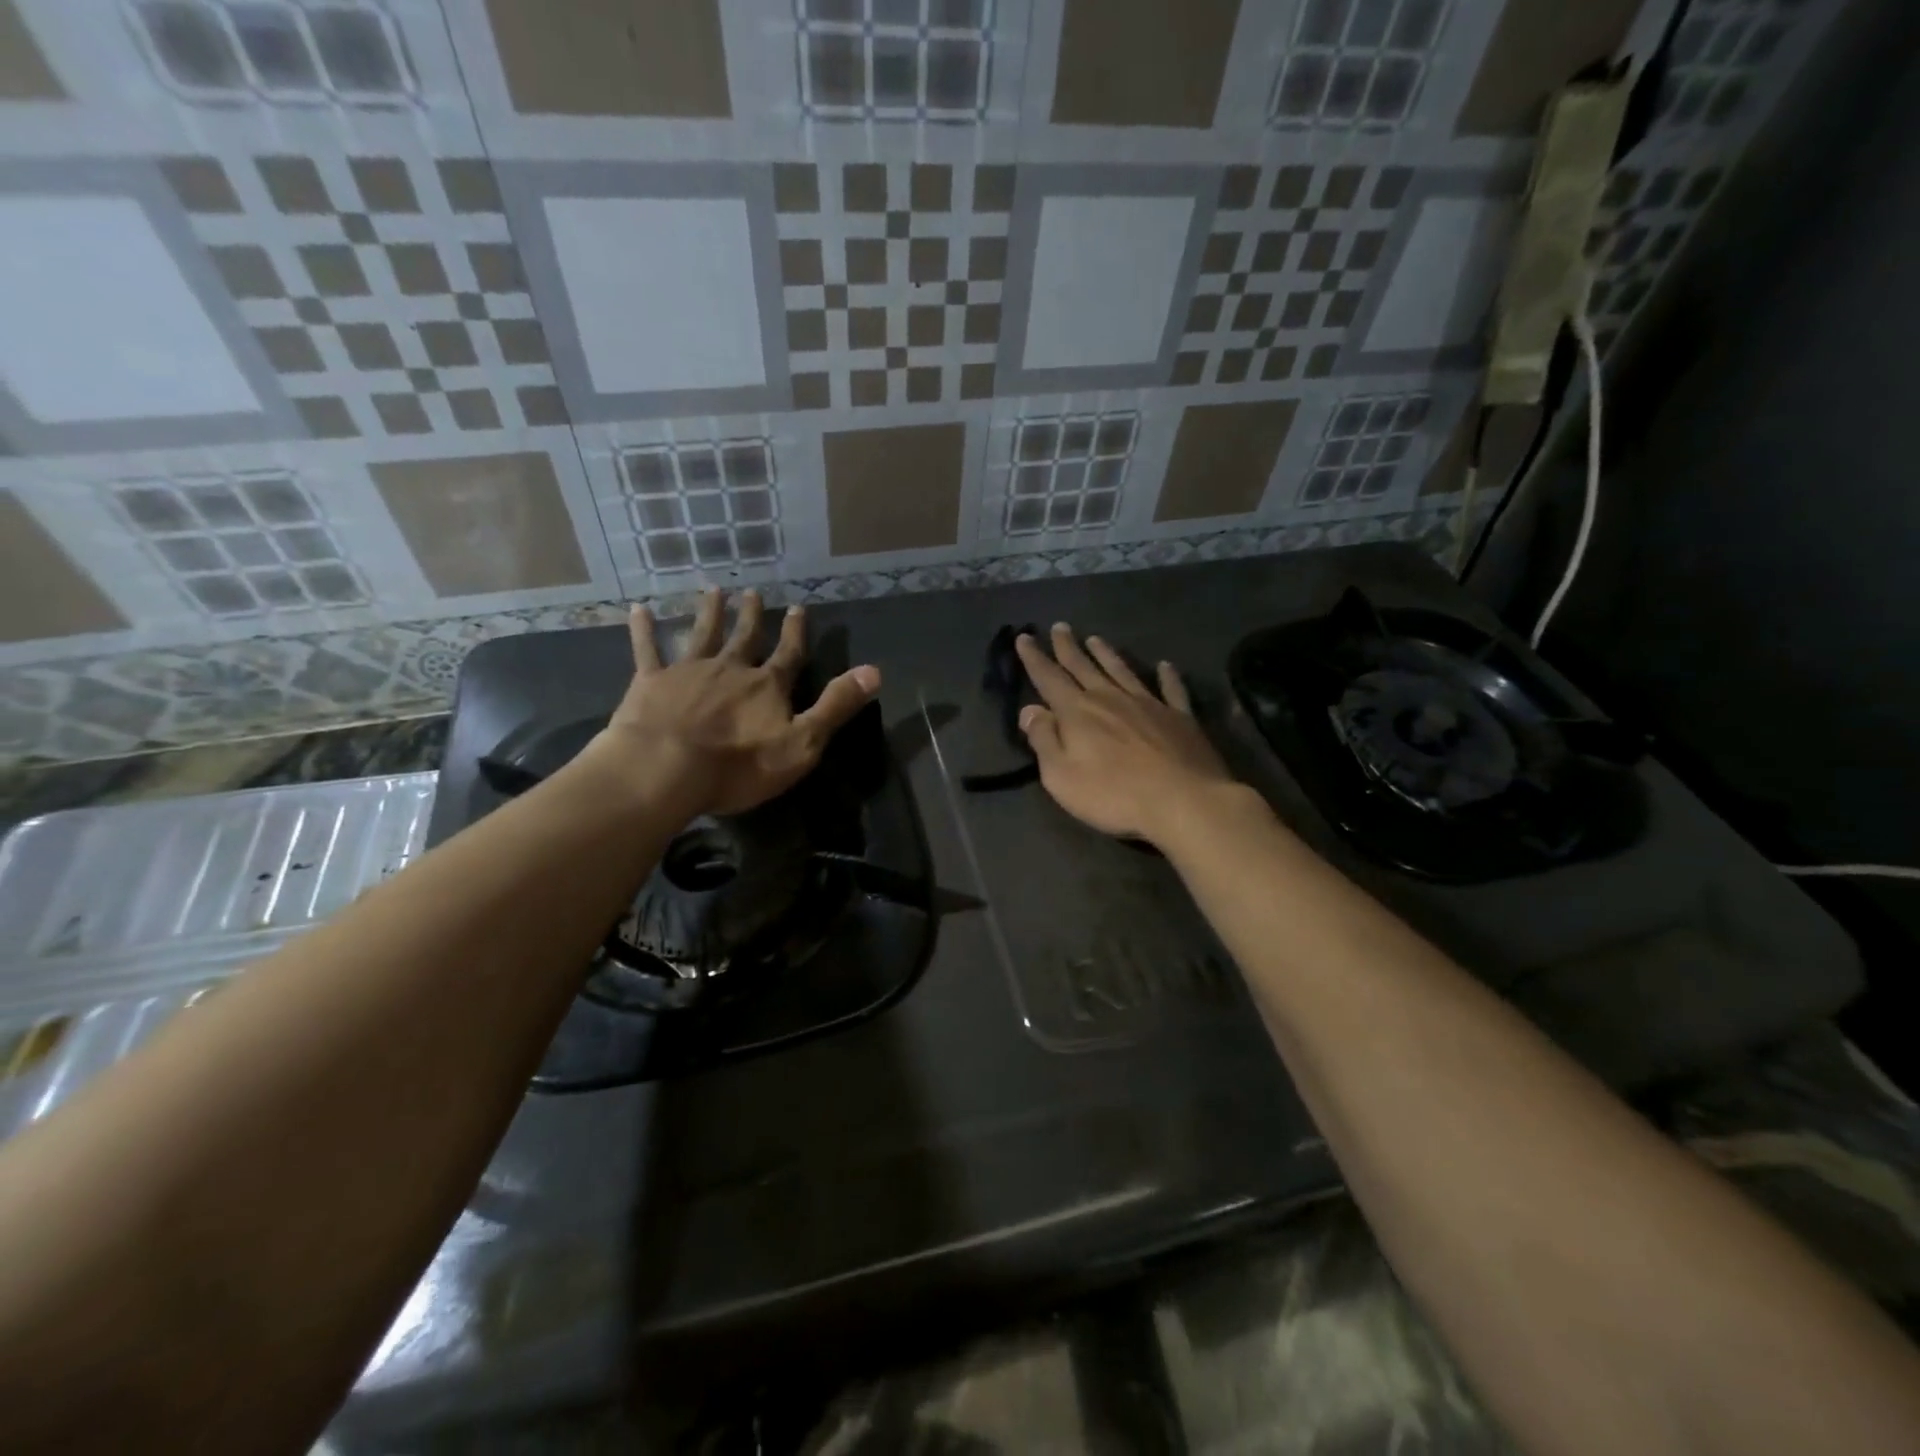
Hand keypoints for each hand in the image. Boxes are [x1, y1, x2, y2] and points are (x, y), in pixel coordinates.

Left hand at [582, 588, 879, 816]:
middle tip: (753, 593)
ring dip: (710, 612)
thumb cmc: (738, 765)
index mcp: (767, 686)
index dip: (796, 632)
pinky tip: (639, 610)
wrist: (665, 769)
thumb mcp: (802, 743)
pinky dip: (644, 630)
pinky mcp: (651, 683)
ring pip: (702, 634)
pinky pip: (648, 650)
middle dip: (752, 616)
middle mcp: (730, 669)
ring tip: (714, 590)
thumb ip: (836, 706)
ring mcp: (688, 672)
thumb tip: (874, 671)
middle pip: (745, 637)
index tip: (799, 607)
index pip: (788, 654)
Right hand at [1015, 624, 1235, 846]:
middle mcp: (1110, 698)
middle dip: (1068, 647)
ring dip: (1106, 654)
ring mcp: (1148, 704)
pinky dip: (1167, 676)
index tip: (1024, 637)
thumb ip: (1044, 740)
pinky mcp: (1180, 717)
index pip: (1049, 678)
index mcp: (1078, 712)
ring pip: (1122, 671)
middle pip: (1084, 667)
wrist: (1182, 801)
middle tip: (1060, 627)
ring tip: (1095, 638)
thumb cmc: (1113, 794)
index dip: (1035, 658)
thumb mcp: (1061, 776)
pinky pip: (1171, 689)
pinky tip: (1165, 665)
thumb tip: (1030, 710)